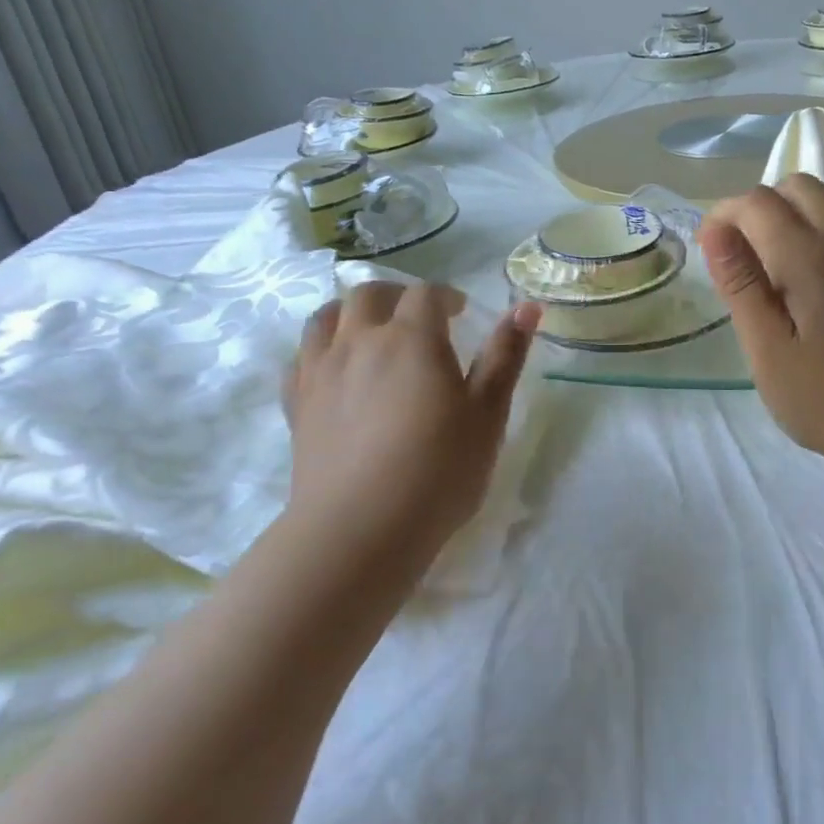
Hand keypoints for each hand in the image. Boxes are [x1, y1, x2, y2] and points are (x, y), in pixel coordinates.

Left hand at [285, 282, 538, 579]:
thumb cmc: (438, 470)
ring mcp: (320, 371)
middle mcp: (359, 341)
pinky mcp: (297, 404)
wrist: (361, 528)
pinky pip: (300, 358)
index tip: (460, 312)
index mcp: (410, 338)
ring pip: (326, 318)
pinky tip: (333, 370)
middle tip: (416, 316)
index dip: (446, 296)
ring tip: (370, 332)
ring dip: (351, 313)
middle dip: (396, 295)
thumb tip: (527, 305)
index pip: (426, 295)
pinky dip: (319, 350)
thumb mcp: (488, 414)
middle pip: (368, 294)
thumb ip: (505, 356)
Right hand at [700, 176, 823, 476]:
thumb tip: (714, 231)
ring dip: (792, 205)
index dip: (723, 217)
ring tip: (775, 249)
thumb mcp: (766, 349)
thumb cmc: (822, 396)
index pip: (756, 202)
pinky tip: (813, 255)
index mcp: (808, 258)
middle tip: (741, 253)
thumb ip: (740, 284)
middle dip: (756, 206)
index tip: (711, 253)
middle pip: (794, 184)